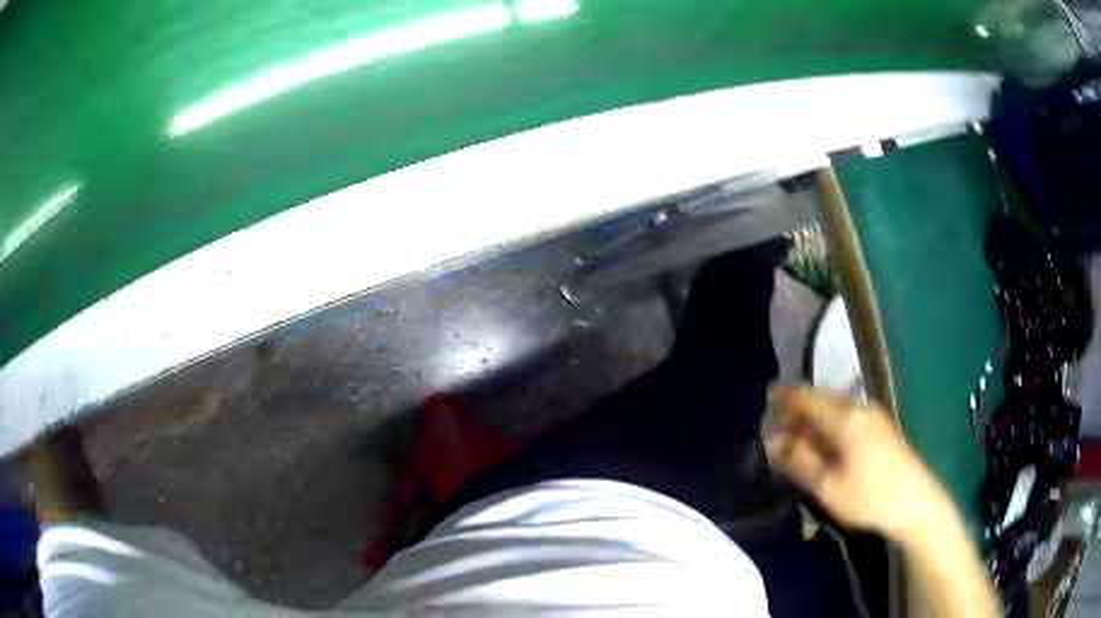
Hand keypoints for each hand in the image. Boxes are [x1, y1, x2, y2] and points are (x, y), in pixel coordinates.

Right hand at [766, 387, 947, 540]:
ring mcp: (873, 415)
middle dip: (799, 408)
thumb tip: (773, 442)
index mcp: (845, 419)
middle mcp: (860, 408)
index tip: (767, 398)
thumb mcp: (828, 486)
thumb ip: (800, 461)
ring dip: (815, 416)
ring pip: (836, 407)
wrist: (915, 501)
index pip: (808, 399)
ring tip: (798, 435)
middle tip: (778, 425)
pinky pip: (848, 414)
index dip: (786, 397)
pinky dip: (830, 422)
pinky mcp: (881, 426)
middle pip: (822, 399)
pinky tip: (826, 441)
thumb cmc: (868, 497)